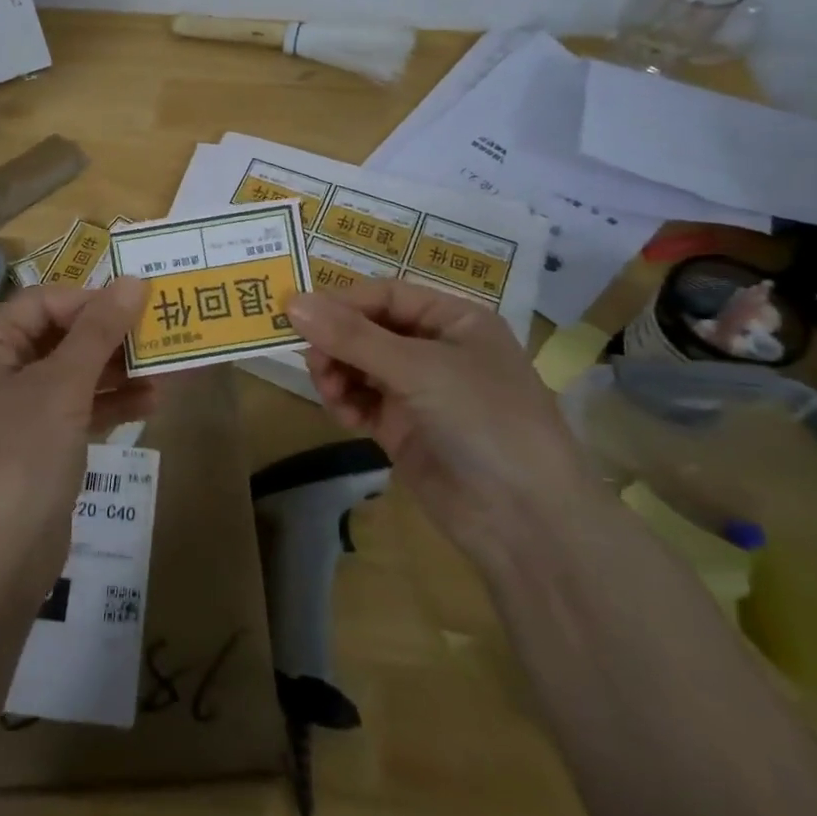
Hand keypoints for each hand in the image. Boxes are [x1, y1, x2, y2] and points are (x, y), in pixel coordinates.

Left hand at [0, 277, 150, 593]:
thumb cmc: (20, 458)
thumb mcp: (62, 387)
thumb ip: (98, 332)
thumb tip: (133, 281)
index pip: (42, 303)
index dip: (89, 300)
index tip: (137, 305)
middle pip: (60, 338)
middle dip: (110, 336)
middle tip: (160, 332)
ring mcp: (18, 415)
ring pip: (73, 377)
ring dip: (117, 371)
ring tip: (166, 367)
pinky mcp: (39, 450)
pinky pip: (78, 412)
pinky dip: (110, 406)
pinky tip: (151, 403)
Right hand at [286, 281, 603, 558]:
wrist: (525, 519)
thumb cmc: (484, 419)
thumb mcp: (419, 368)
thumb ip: (353, 336)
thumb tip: (292, 302)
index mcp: (454, 320)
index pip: (386, 296)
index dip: (342, 302)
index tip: (298, 315)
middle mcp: (435, 350)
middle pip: (368, 330)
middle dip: (337, 342)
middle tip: (313, 361)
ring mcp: (419, 391)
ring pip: (359, 366)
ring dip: (337, 372)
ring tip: (330, 390)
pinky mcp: (402, 429)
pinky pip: (362, 402)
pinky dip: (346, 402)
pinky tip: (342, 413)